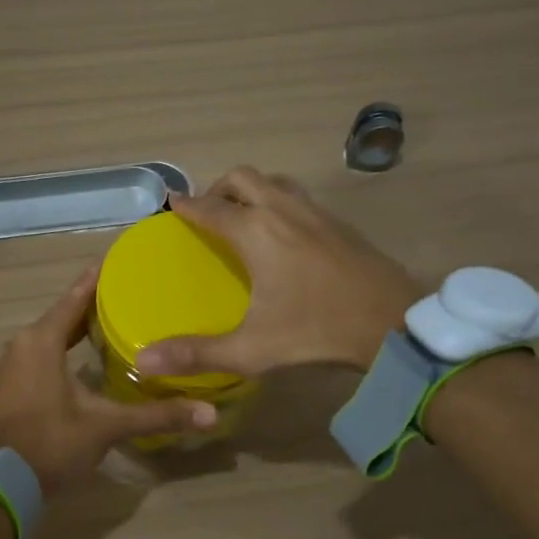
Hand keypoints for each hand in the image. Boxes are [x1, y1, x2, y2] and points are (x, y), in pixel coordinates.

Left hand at [0, 263, 216, 495]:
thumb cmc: (50, 444)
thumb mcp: (106, 427)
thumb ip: (157, 415)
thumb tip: (210, 414)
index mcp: (42, 340)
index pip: (75, 296)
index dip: (99, 278)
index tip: (123, 260)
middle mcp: (23, 343)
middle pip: (64, 314)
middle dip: (96, 304)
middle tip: (133, 293)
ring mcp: (13, 365)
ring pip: (52, 335)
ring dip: (80, 328)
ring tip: (118, 321)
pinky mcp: (11, 385)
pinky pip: (43, 353)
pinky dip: (66, 348)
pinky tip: (89, 357)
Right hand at [134, 167, 422, 376]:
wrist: (395, 323)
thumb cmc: (317, 332)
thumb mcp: (251, 350)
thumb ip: (196, 353)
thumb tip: (143, 361)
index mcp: (256, 232)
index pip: (209, 208)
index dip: (186, 205)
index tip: (171, 204)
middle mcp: (282, 211)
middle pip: (242, 178)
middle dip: (218, 189)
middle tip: (207, 213)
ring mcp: (315, 212)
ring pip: (273, 181)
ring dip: (251, 190)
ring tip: (242, 216)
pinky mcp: (339, 222)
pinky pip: (297, 196)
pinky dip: (278, 200)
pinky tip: (283, 234)